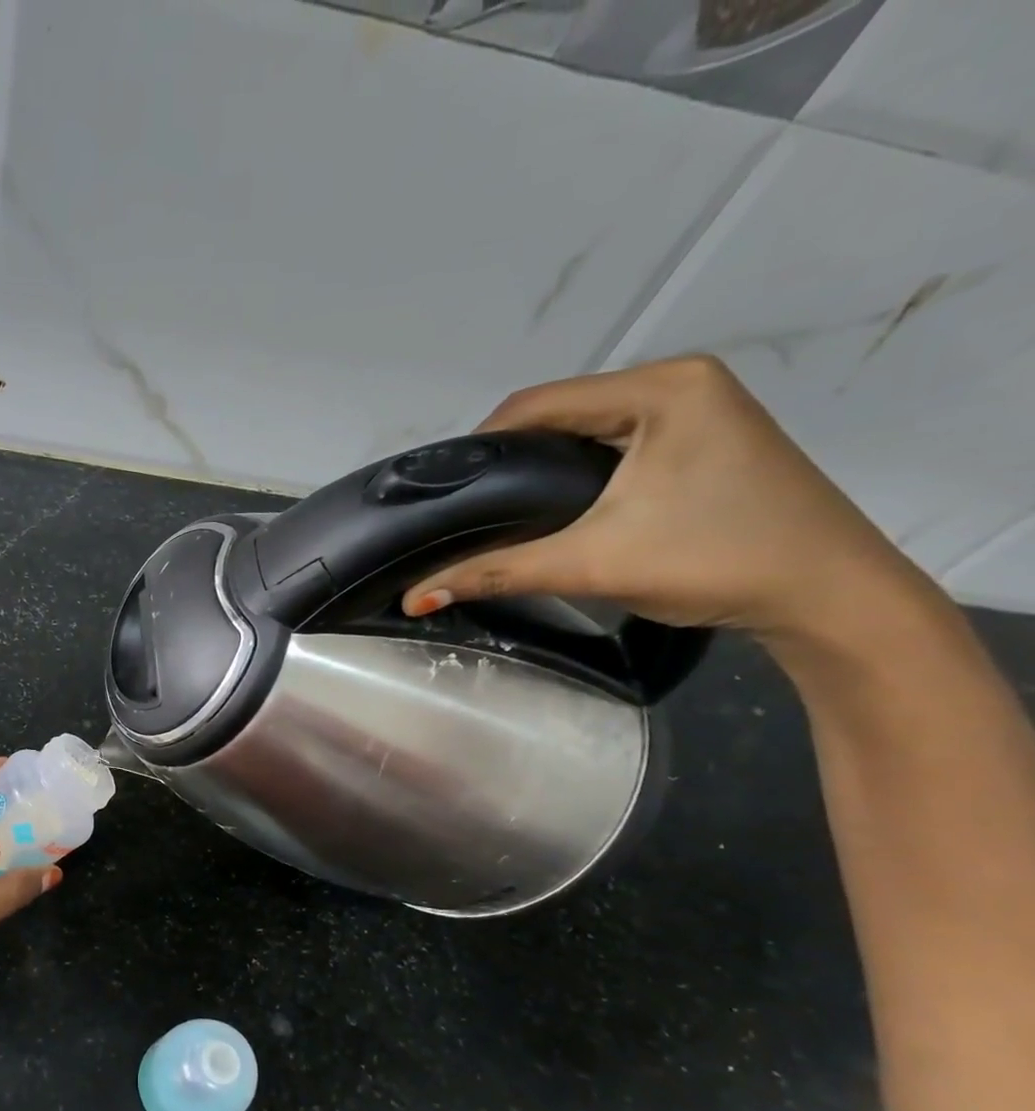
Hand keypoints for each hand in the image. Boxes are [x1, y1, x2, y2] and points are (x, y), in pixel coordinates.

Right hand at [400, 356, 929, 649]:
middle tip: (467, 510)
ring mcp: (700, 407)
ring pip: (588, 428)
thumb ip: (495, 573)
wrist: (827, 594)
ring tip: (502, 512)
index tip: (444, 494)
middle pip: (562, 411)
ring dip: (541, 465)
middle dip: (509, 459)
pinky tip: (557, 508)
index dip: (480, 447)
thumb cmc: (713, 560)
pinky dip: (577, 471)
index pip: (538, 403)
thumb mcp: (591, 563)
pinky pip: (617, 442)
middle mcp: (681, 382)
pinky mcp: (706, 438)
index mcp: (660, 388)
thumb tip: (413, 598)